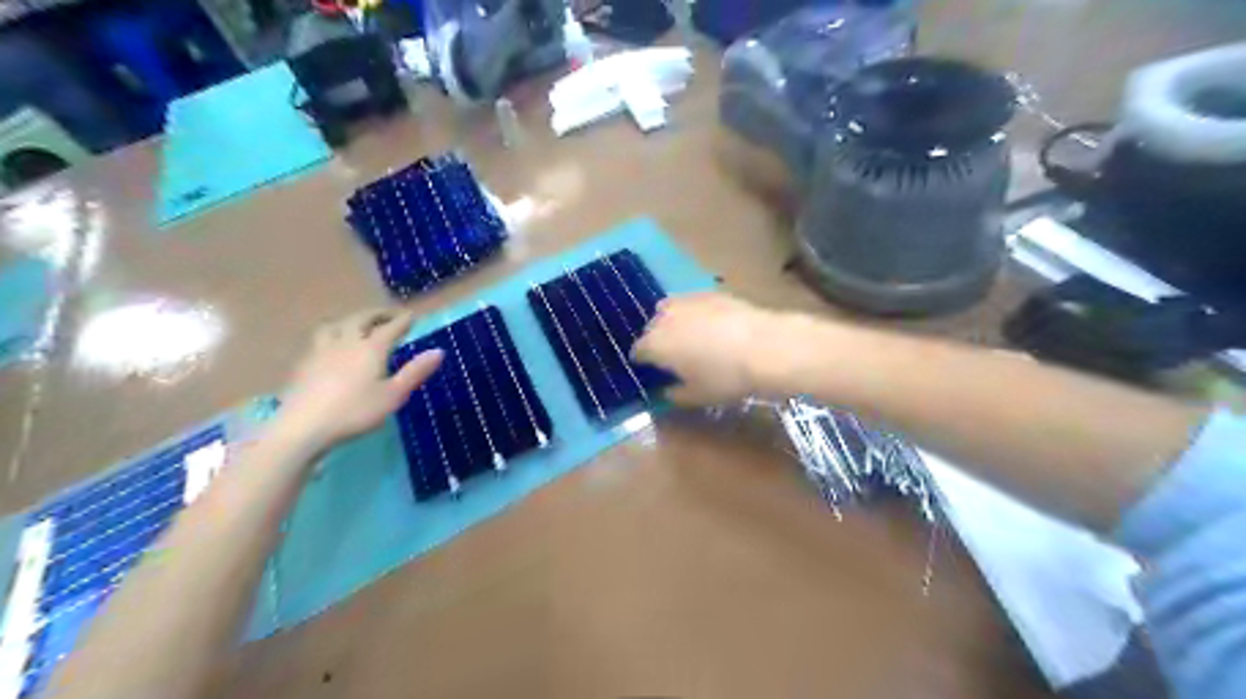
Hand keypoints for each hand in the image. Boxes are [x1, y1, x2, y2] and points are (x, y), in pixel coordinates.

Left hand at [280, 308, 443, 450]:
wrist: (303, 427)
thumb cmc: (355, 412)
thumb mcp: (393, 395)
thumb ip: (415, 372)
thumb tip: (439, 351)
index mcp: (371, 348)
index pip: (390, 328)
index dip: (403, 320)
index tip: (412, 315)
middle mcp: (346, 342)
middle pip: (361, 319)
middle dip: (377, 314)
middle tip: (388, 315)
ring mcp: (321, 351)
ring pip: (335, 325)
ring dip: (349, 321)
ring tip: (356, 326)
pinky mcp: (304, 364)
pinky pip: (319, 340)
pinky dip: (331, 335)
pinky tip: (330, 348)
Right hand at [635, 293, 774, 407]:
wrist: (765, 347)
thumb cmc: (725, 377)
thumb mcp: (697, 396)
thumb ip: (674, 395)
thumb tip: (666, 391)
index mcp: (655, 344)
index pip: (638, 352)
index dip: (643, 362)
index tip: (653, 371)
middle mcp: (664, 318)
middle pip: (651, 328)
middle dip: (657, 341)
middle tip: (673, 357)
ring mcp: (687, 301)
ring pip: (669, 311)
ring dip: (673, 323)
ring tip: (690, 337)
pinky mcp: (710, 293)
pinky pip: (692, 304)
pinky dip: (695, 314)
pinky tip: (712, 325)